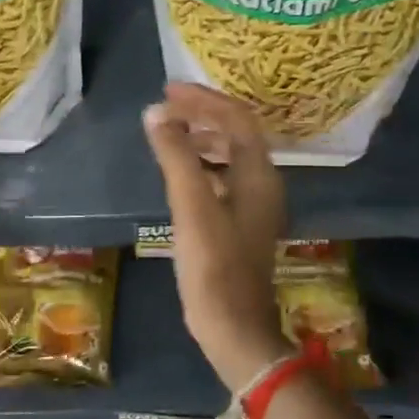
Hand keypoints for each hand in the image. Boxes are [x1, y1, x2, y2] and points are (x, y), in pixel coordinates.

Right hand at [142, 83, 288, 390]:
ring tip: (168, 132)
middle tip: (165, 107)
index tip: (168, 91)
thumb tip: (156, 114)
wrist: (234, 327)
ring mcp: (252, 206)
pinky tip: (178, 172)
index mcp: (258, 175)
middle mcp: (262, 184)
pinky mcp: (239, 224)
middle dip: (202, 114)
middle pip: (236, 133)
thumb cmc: (214, 266)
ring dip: (201, 137)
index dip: (204, 100)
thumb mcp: (192, 207)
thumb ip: (176, 157)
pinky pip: (222, 178)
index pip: (237, 118)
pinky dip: (201, 164)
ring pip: (229, 155)